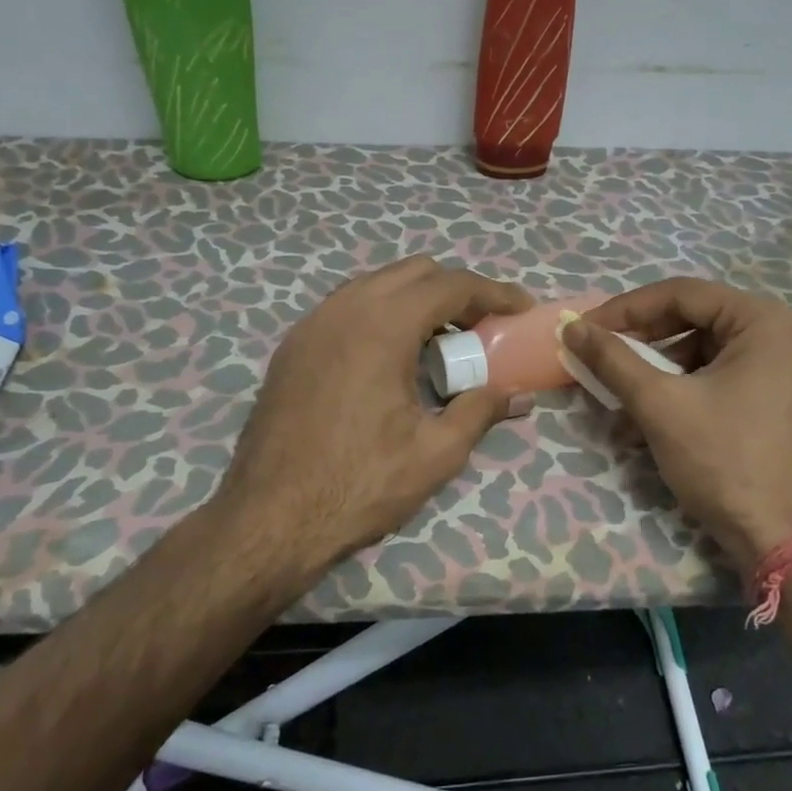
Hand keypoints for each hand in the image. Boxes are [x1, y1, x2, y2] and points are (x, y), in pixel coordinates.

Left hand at [214, 256, 531, 582]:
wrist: (269, 518)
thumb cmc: (359, 485)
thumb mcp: (435, 453)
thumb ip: (480, 411)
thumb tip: (519, 396)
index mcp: (382, 326)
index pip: (450, 285)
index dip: (493, 292)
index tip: (522, 307)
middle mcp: (344, 309)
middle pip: (414, 272)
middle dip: (456, 290)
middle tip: (483, 327)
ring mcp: (312, 324)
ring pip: (376, 284)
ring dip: (416, 299)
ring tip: (441, 341)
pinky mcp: (293, 346)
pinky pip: (348, 307)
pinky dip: (381, 314)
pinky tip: (392, 356)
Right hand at [562, 279, 791, 573]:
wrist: (788, 542)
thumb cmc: (726, 461)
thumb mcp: (660, 405)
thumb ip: (613, 359)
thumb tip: (571, 326)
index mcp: (765, 321)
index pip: (682, 294)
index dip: (626, 309)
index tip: (585, 329)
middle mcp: (784, 335)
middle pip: (695, 320)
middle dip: (643, 342)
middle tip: (601, 358)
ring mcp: (787, 371)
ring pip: (705, 353)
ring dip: (659, 372)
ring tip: (622, 400)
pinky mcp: (781, 402)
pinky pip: (722, 378)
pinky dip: (684, 391)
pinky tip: (652, 420)